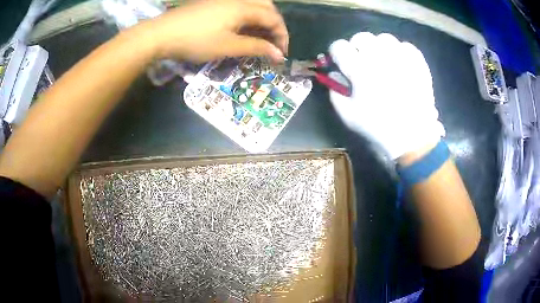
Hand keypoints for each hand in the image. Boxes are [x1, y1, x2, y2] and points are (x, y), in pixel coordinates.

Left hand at [136, 0, 287, 62]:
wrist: (162, 34)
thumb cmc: (196, 41)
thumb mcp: (228, 47)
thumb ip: (256, 47)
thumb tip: (279, 54)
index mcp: (244, 7)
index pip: (274, 18)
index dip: (282, 36)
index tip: (281, 54)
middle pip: (267, 7)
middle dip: (274, 24)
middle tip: (272, 42)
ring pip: (253, 4)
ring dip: (262, 19)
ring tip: (259, 36)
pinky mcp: (213, 3)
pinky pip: (239, 6)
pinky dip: (247, 16)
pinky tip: (242, 28)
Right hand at [329, 32, 444, 159]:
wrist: (413, 137)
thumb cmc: (379, 127)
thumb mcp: (349, 115)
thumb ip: (335, 92)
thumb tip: (334, 74)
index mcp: (360, 70)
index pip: (339, 46)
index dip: (337, 52)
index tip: (340, 60)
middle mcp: (380, 58)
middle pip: (361, 37)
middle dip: (357, 46)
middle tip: (361, 59)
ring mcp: (401, 58)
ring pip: (384, 38)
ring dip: (379, 47)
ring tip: (382, 60)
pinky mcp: (418, 63)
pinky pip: (406, 46)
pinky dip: (400, 51)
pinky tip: (399, 62)